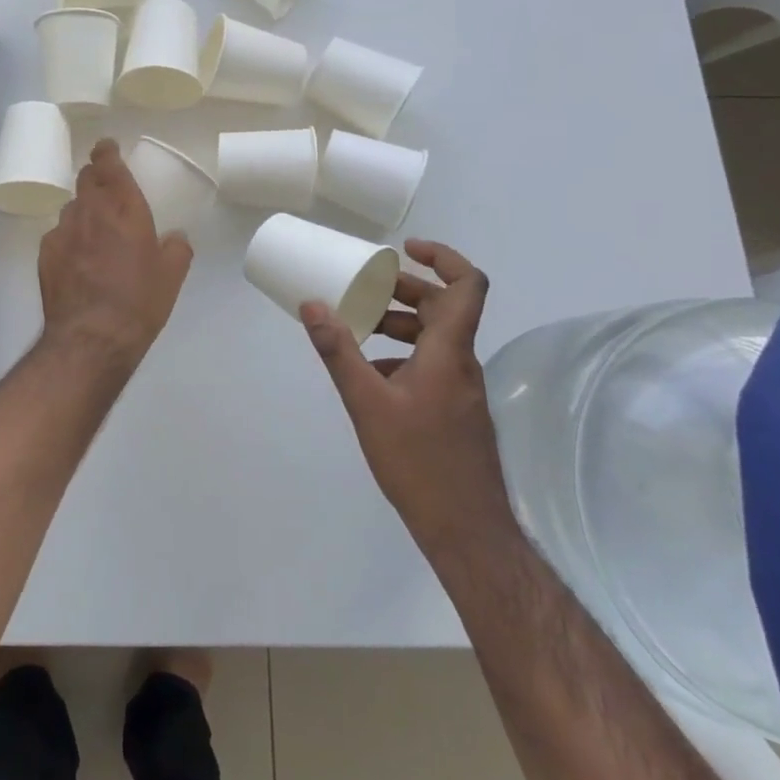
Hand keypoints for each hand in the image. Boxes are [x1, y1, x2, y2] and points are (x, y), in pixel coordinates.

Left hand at [38, 139, 192, 378]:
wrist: (91, 338)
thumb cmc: (139, 303)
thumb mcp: (172, 277)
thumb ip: (177, 248)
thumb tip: (175, 237)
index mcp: (125, 208)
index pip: (109, 164)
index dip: (106, 151)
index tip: (107, 148)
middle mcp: (90, 211)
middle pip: (86, 179)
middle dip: (95, 176)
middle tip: (106, 188)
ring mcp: (63, 231)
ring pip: (72, 207)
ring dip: (84, 211)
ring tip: (94, 233)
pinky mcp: (45, 253)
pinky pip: (58, 235)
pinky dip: (69, 238)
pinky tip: (78, 260)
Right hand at [300, 239, 510, 556]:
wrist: (466, 530)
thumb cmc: (419, 461)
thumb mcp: (367, 402)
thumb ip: (339, 352)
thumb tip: (312, 304)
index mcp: (448, 351)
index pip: (467, 285)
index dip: (443, 257)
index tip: (405, 249)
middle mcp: (461, 363)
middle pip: (444, 308)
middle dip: (405, 290)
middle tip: (365, 285)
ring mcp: (461, 389)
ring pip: (436, 338)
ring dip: (401, 324)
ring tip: (360, 327)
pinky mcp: (455, 411)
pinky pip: (432, 365)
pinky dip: (403, 356)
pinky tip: (372, 375)